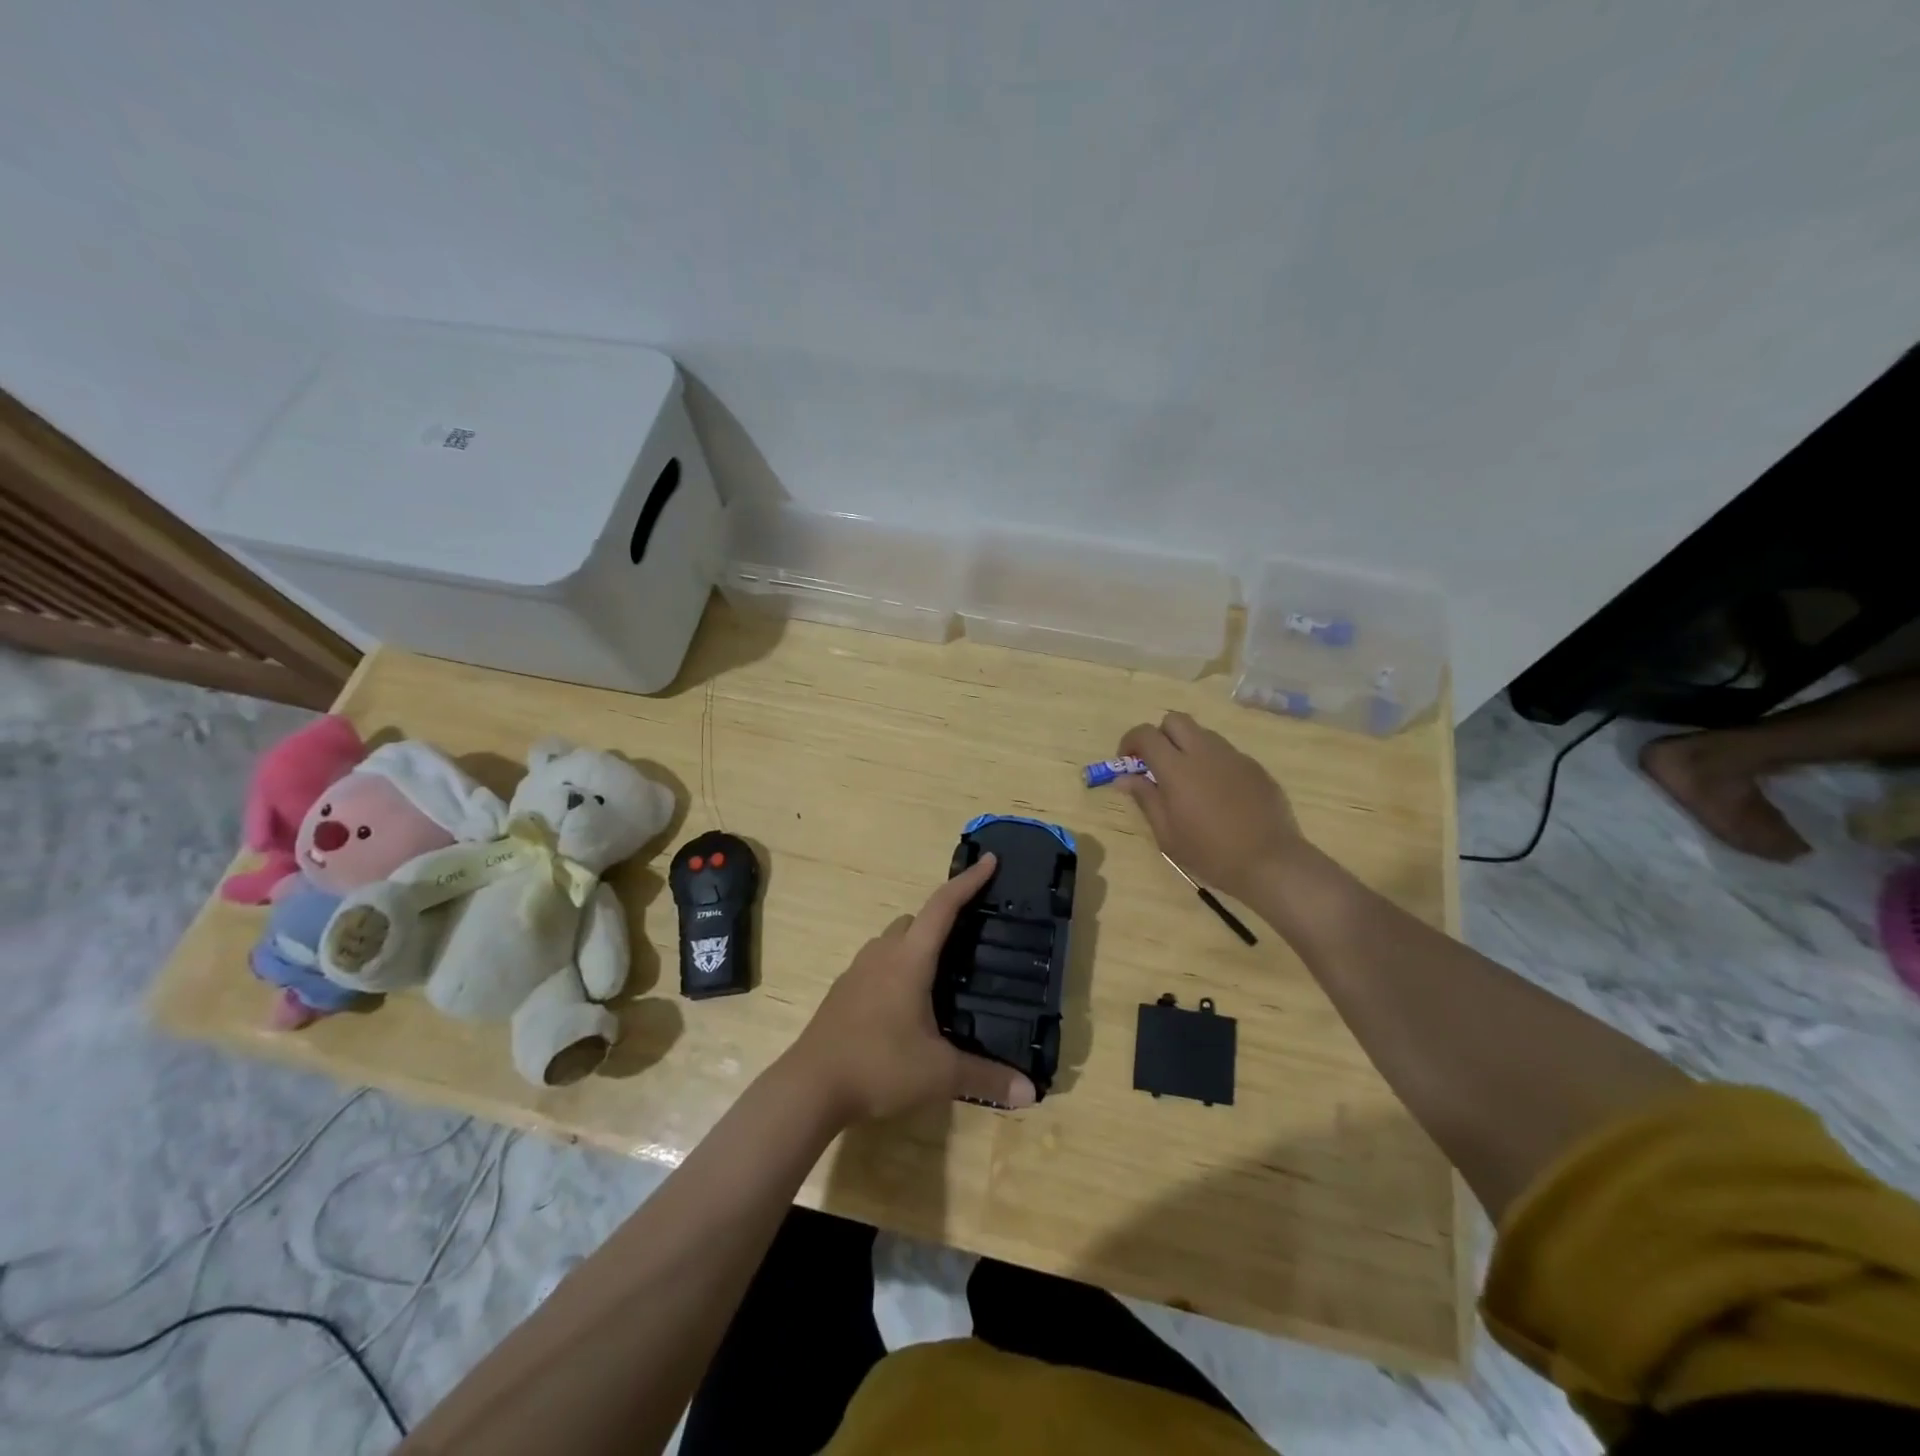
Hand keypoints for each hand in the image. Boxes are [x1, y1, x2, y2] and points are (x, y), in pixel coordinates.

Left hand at [789, 854, 1037, 1121]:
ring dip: (915, 946)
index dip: (968, 881)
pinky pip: (876, 965)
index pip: (943, 906)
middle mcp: (882, 954)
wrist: (809, 1087)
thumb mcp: (939, 1074)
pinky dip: (896, 969)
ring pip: (892, 941)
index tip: (989, 860)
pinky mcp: (842, 993)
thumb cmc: (879, 1065)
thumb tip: (1031, 1094)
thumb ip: (986, 1078)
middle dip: (941, 919)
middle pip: (914, 920)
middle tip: (968, 938)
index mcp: (909, 959)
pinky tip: (906, 1004)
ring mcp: (857, 971)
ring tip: (940, 975)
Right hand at [1116, 712, 1306, 903]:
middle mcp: (1205, 752)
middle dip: (1160, 735)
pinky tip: (1218, 794)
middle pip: (1175, 720)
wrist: (1270, 862)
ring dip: (1187, 747)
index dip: (1131, 741)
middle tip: (1157, 764)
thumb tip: (1125, 778)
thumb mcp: (1167, 833)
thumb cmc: (1210, 853)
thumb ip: (1145, 798)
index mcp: (1177, 769)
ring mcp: (1233, 756)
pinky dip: (1212, 763)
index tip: (1127, 761)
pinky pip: (1226, 753)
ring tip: (1188, 781)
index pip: (1146, 734)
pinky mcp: (1254, 767)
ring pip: (1202, 734)